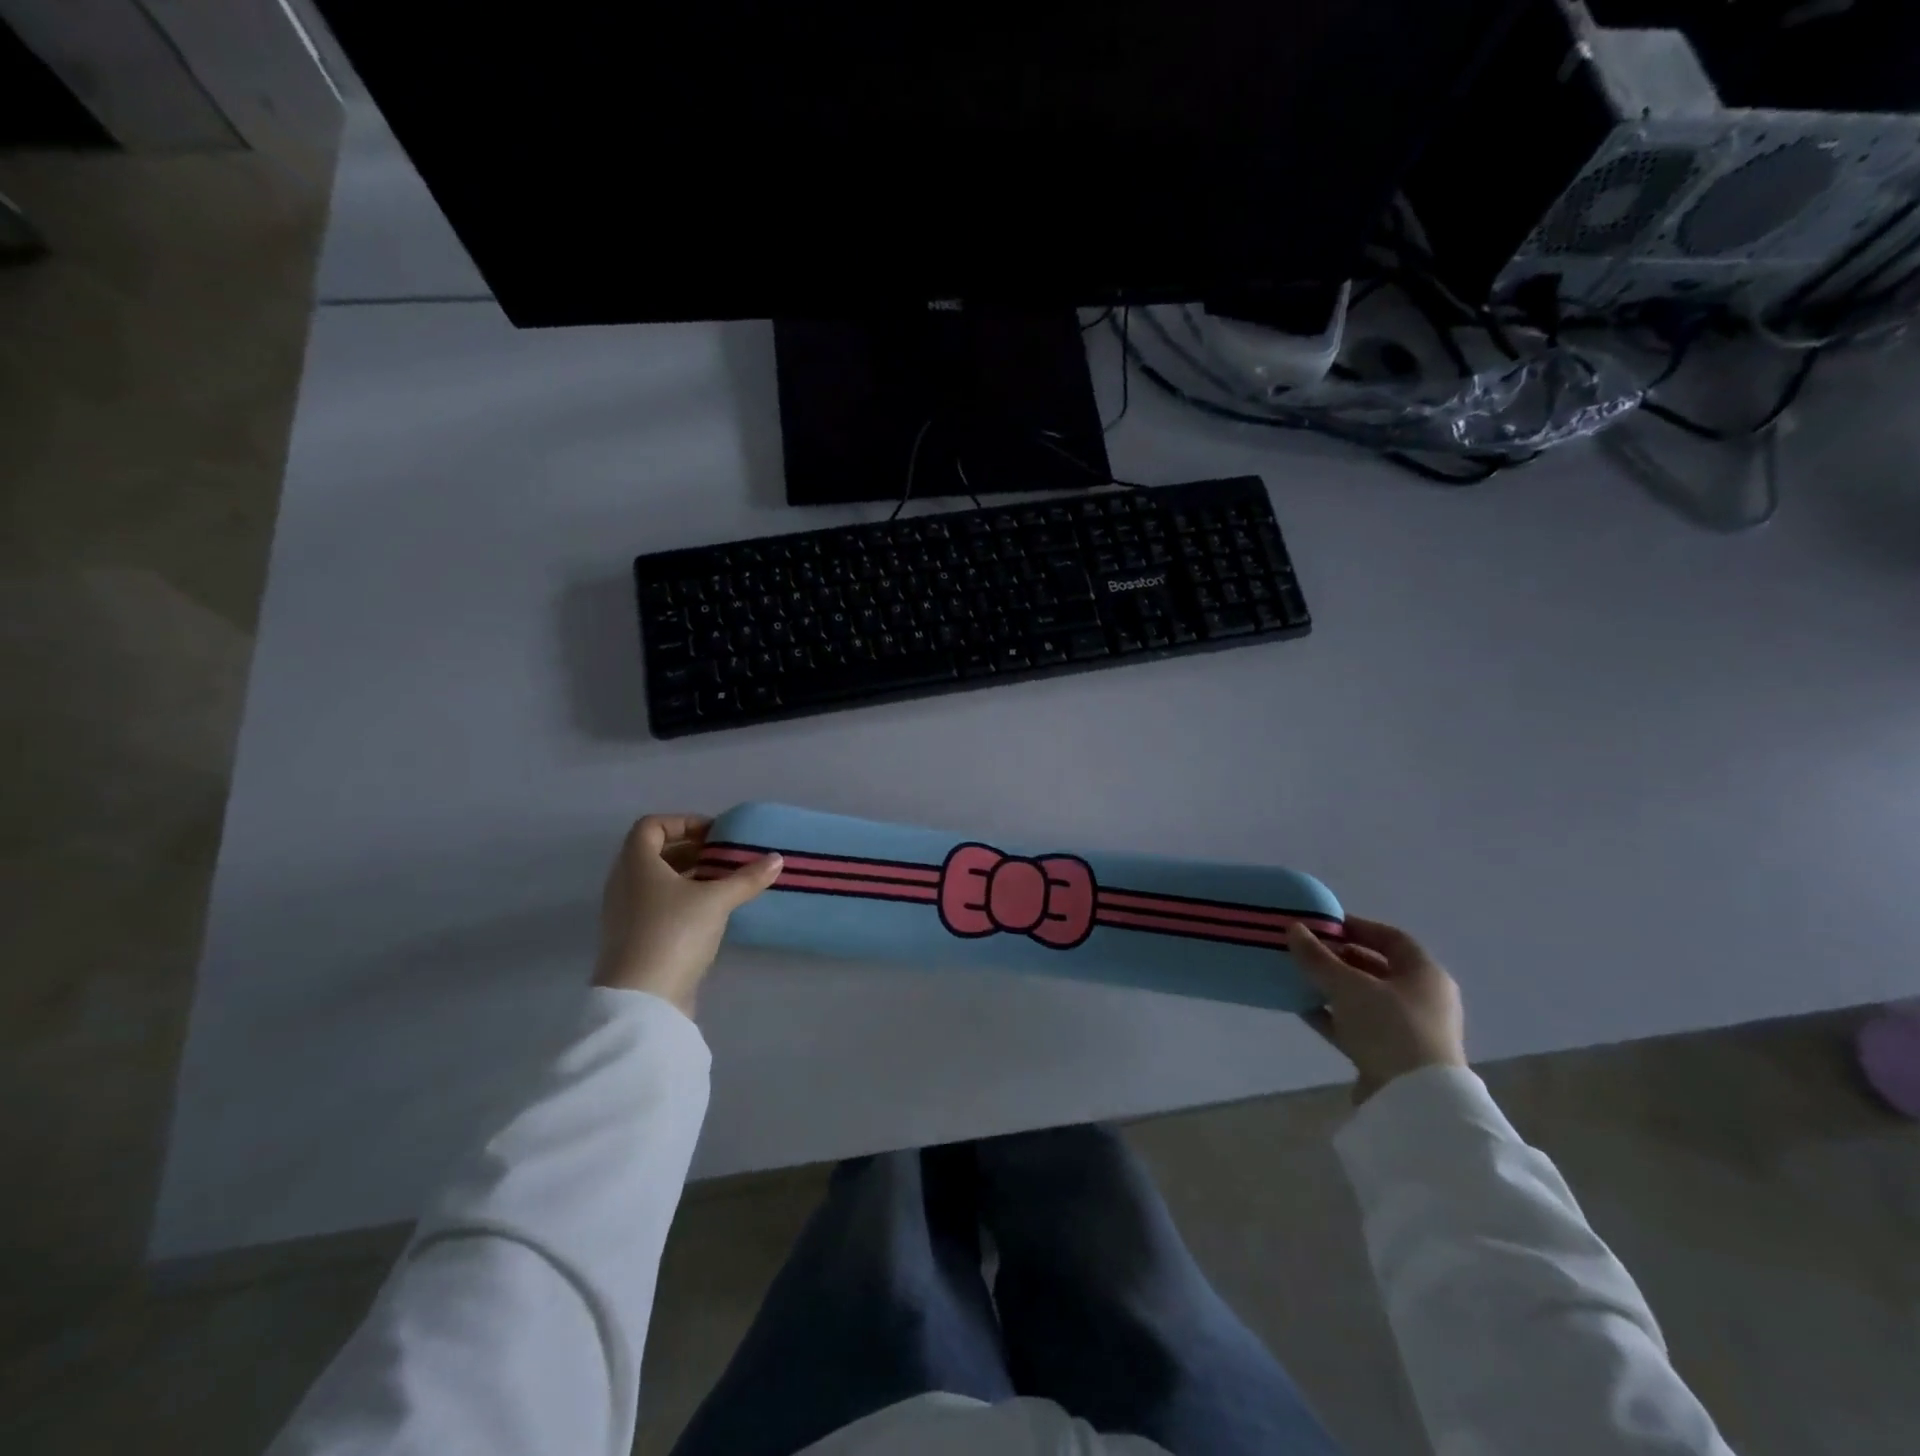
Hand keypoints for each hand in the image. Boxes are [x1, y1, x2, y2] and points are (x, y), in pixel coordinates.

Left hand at [592, 814, 782, 1014]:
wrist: (642, 1000)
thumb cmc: (674, 933)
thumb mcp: (716, 900)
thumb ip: (747, 878)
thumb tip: (776, 858)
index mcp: (636, 863)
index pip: (651, 826)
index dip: (683, 822)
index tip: (714, 834)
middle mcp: (624, 883)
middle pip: (654, 852)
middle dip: (691, 849)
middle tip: (724, 856)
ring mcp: (625, 913)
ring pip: (656, 881)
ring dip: (688, 875)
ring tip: (723, 881)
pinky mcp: (633, 938)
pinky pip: (656, 904)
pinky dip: (681, 899)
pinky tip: (710, 912)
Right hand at [1288, 916, 1465, 1103]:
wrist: (1414, 1101)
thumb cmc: (1389, 1028)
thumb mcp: (1348, 986)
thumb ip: (1318, 957)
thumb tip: (1293, 928)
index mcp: (1425, 974)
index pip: (1391, 938)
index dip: (1357, 927)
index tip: (1323, 924)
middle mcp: (1421, 998)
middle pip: (1376, 968)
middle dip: (1339, 957)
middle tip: (1305, 950)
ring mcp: (1407, 1029)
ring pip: (1363, 998)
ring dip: (1332, 987)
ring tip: (1298, 976)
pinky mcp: (1390, 1055)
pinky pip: (1356, 1025)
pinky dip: (1332, 1015)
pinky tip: (1302, 1008)